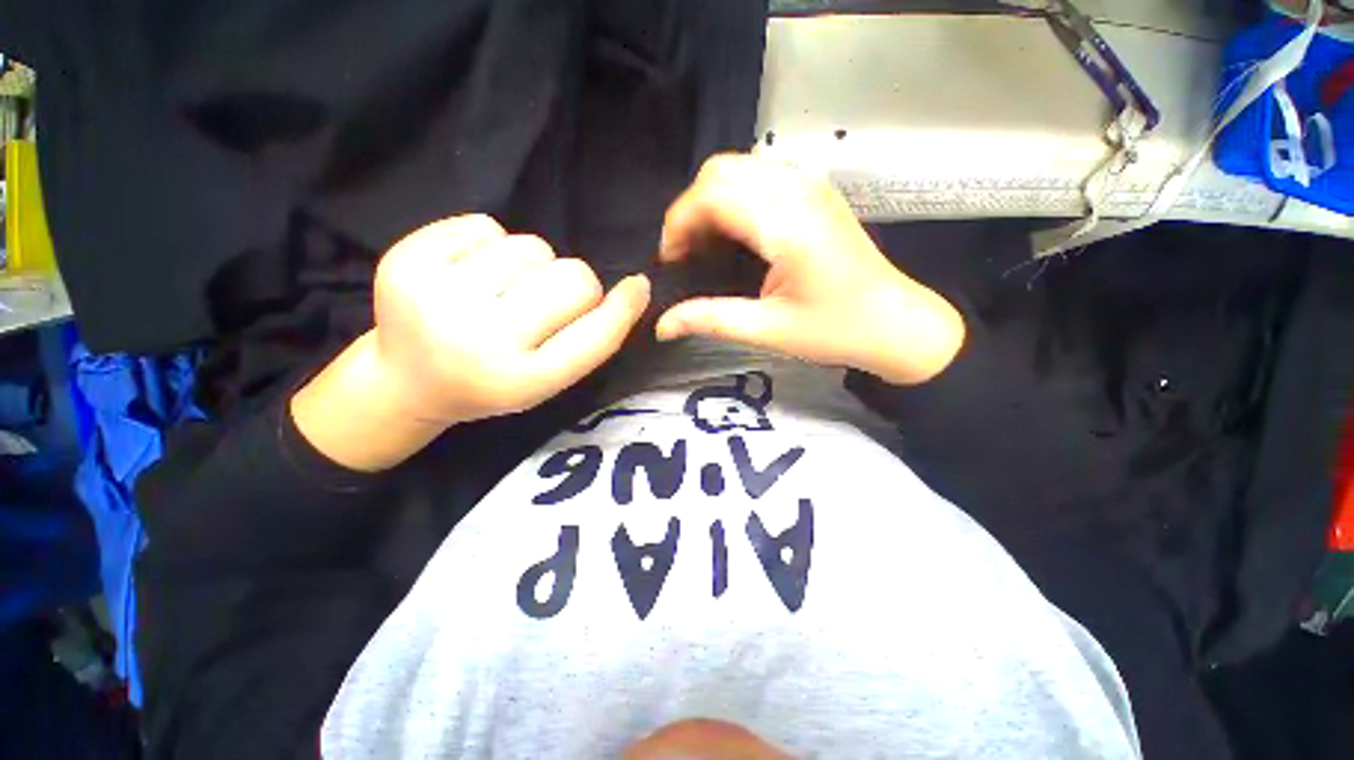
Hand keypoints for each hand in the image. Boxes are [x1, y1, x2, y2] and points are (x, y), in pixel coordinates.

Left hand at [372, 215, 649, 423]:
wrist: (409, 381)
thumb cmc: (494, 381)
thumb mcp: (550, 379)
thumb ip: (591, 340)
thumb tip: (634, 288)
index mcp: (522, 382)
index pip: (595, 336)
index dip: (624, 308)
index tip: (638, 286)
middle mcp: (480, 342)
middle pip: (573, 278)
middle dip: (574, 285)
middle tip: (546, 302)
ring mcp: (436, 299)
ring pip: (533, 247)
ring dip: (532, 265)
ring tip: (504, 290)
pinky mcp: (405, 262)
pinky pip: (485, 225)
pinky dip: (490, 245)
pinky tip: (471, 273)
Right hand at [656, 154, 964, 384]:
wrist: (896, 323)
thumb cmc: (835, 331)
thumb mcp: (767, 330)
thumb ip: (710, 320)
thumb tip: (661, 325)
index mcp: (787, 224)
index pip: (712, 195)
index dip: (678, 224)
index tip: (670, 261)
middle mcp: (797, 190)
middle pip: (720, 171)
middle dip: (690, 210)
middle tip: (686, 255)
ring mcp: (809, 185)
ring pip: (737, 168)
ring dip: (710, 202)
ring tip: (706, 247)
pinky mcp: (814, 191)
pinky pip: (758, 176)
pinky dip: (733, 199)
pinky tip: (735, 235)